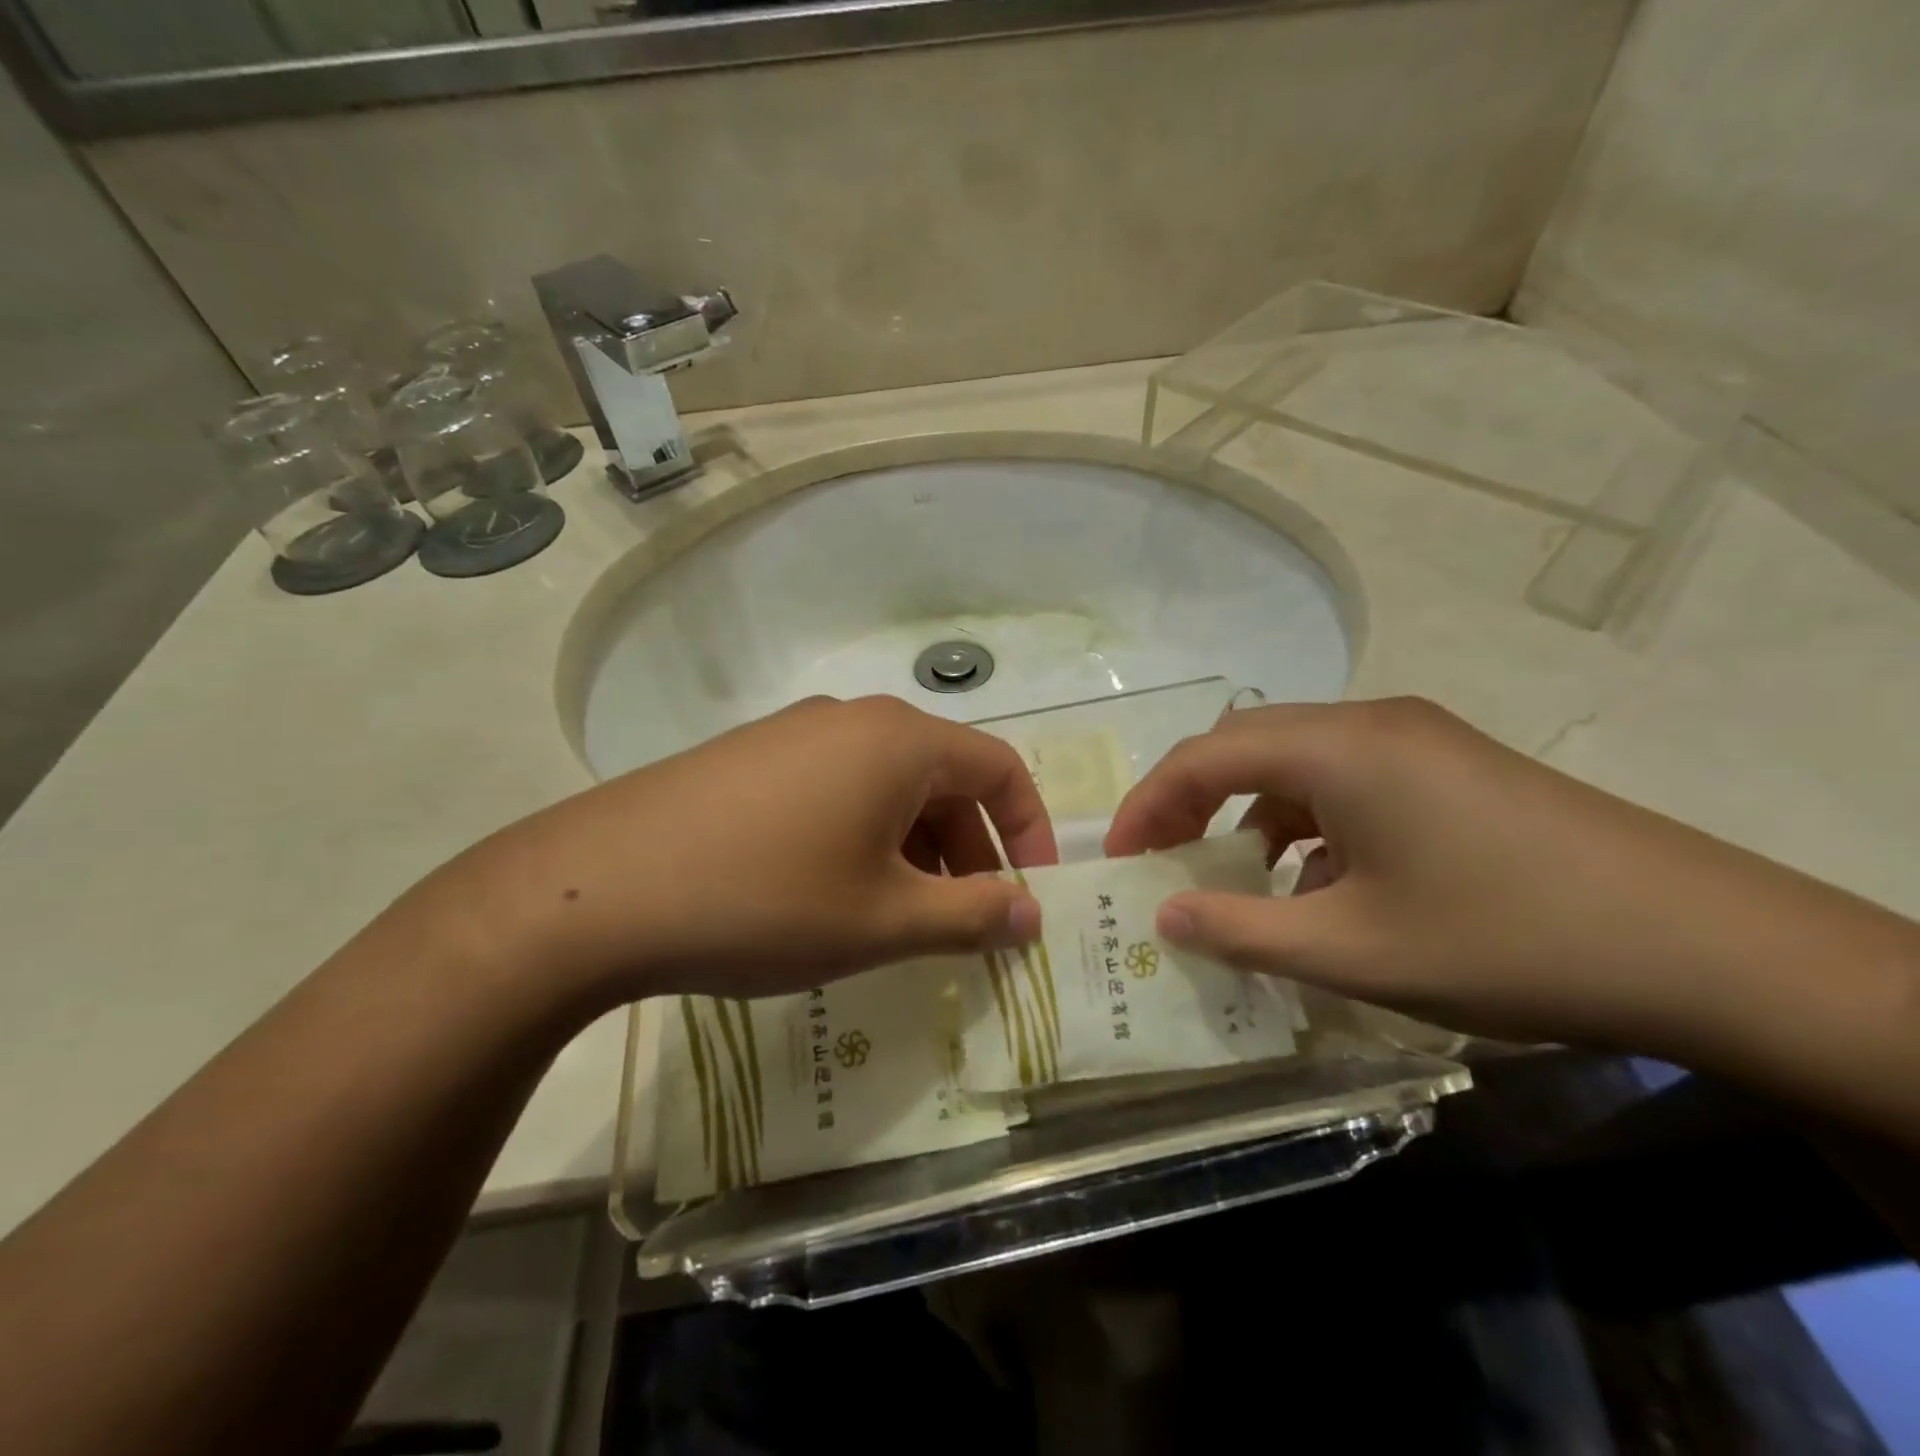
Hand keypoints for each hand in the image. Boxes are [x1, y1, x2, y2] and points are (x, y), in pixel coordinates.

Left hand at [428, 696, 1054, 1006]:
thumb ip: (972, 916)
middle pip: (942, 777)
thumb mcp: (884, 921)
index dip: (1029, 831)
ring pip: (886, 787)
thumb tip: (1032, 914)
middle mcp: (852, 719)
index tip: (1032, 893)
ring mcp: (794, 734)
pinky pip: (835, 790)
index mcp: (900, 740)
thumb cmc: (767, 900)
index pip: (999, 769)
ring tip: (901, 917)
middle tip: (967, 922)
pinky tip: (832, 894)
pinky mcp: (750, 759)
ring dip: (914, 848)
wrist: (596, 890)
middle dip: (969, 850)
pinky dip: (861, 838)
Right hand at [1103, 698, 1896, 1049]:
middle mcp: (1370, 724)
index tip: (1120, 858)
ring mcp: (1417, 741)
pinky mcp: (1451, 768)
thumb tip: (1164, 919)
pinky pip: (1349, 781)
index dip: (1148, 804)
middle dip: (1190, 800)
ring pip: (1298, 762)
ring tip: (1241, 881)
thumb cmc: (1506, 940)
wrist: (1710, 948)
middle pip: (1246, 744)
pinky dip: (1310, 823)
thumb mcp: (1352, 950)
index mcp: (1337, 748)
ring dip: (1253, 813)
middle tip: (1163, 860)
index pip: (1204, 755)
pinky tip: (1323, 885)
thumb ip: (1241, 930)